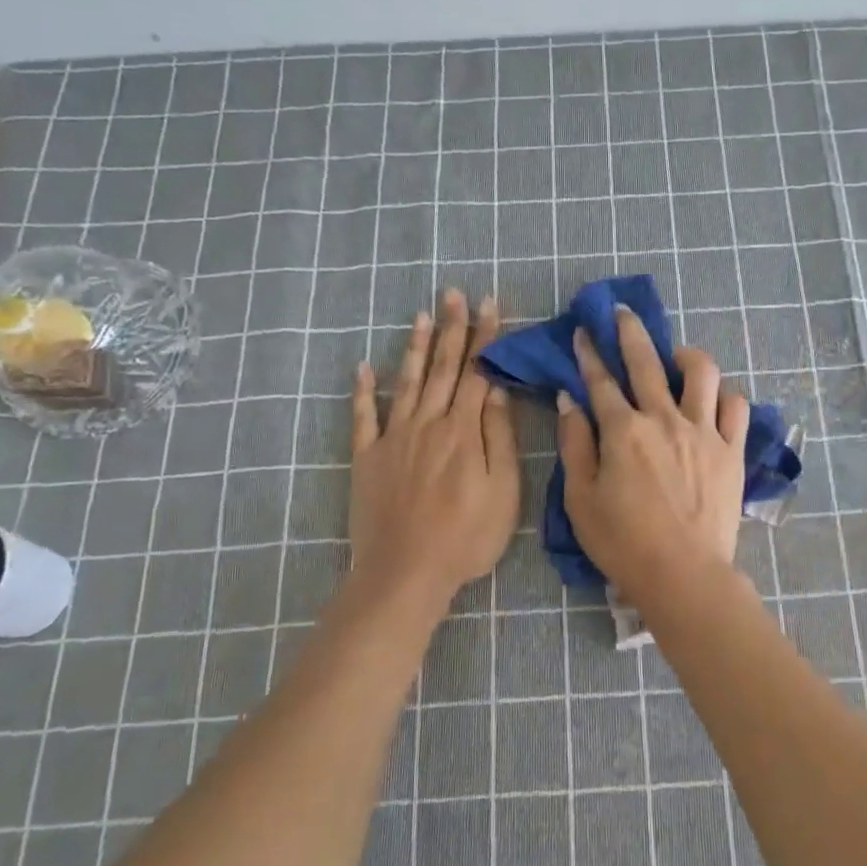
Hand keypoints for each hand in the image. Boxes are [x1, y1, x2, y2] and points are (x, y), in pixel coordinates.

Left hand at [349, 290, 518, 609]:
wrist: (406, 572)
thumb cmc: (466, 538)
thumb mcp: (503, 493)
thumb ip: (500, 439)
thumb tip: (496, 393)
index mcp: (463, 432)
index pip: (478, 374)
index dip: (486, 339)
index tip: (492, 306)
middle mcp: (428, 424)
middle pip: (444, 369)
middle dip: (453, 329)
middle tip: (455, 294)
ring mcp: (393, 438)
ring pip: (407, 382)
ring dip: (416, 347)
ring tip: (421, 315)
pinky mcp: (368, 458)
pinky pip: (364, 416)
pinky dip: (363, 390)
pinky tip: (364, 366)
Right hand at [556, 305, 749, 607]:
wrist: (683, 573)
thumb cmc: (622, 542)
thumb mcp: (580, 498)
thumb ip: (575, 444)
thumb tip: (569, 401)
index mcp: (623, 430)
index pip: (601, 381)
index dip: (589, 354)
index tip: (584, 332)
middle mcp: (664, 419)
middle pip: (646, 361)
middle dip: (630, 331)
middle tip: (623, 313)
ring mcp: (703, 431)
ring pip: (701, 372)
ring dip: (686, 356)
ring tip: (677, 358)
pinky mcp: (731, 450)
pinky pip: (736, 407)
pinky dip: (724, 396)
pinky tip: (713, 400)